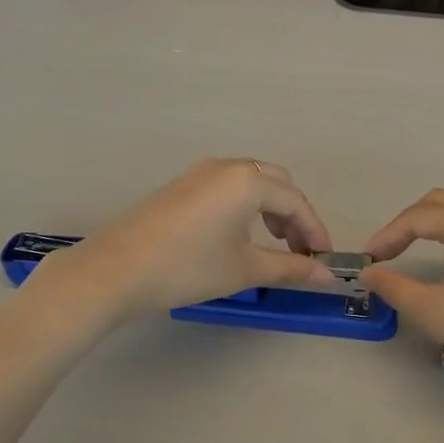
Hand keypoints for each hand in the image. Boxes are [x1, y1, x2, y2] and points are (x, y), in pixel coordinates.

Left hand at [48, 159, 340, 319]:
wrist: (116, 270)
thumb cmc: (188, 267)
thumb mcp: (244, 270)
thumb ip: (290, 267)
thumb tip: (327, 275)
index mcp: (248, 180)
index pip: (295, 202)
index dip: (315, 230)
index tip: (324, 259)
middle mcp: (227, 166)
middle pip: (276, 183)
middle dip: (294, 215)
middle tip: (299, 251)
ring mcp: (201, 172)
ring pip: (251, 182)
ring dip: (270, 209)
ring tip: (273, 244)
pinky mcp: (182, 185)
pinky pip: (228, 186)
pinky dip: (245, 205)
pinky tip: (238, 234)